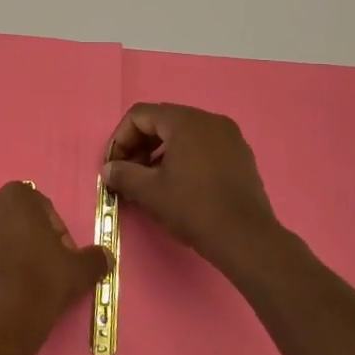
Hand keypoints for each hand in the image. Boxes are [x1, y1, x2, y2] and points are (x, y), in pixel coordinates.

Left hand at [0, 183, 110, 354]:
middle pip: (3, 213)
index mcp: (17, 197)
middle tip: (26, 267)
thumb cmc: (41, 288)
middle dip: (14, 233)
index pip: (36, 205)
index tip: (54, 255)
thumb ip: (94, 257)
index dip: (48, 229)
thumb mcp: (79, 273)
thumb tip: (104, 255)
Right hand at [101, 104, 290, 280]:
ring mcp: (229, 137)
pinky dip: (183, 158)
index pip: (140, 115)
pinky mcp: (241, 156)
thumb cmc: (193, 208)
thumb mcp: (149, 192)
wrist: (246, 239)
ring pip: (183, 135)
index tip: (113, 166)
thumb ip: (123, 174)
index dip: (120, 138)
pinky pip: (203, 146)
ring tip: (150, 182)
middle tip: (128, 174)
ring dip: (159, 153)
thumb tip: (108, 169)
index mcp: (186, 121)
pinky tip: (177, 185)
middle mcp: (209, 120)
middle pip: (162, 122)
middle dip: (139, 146)